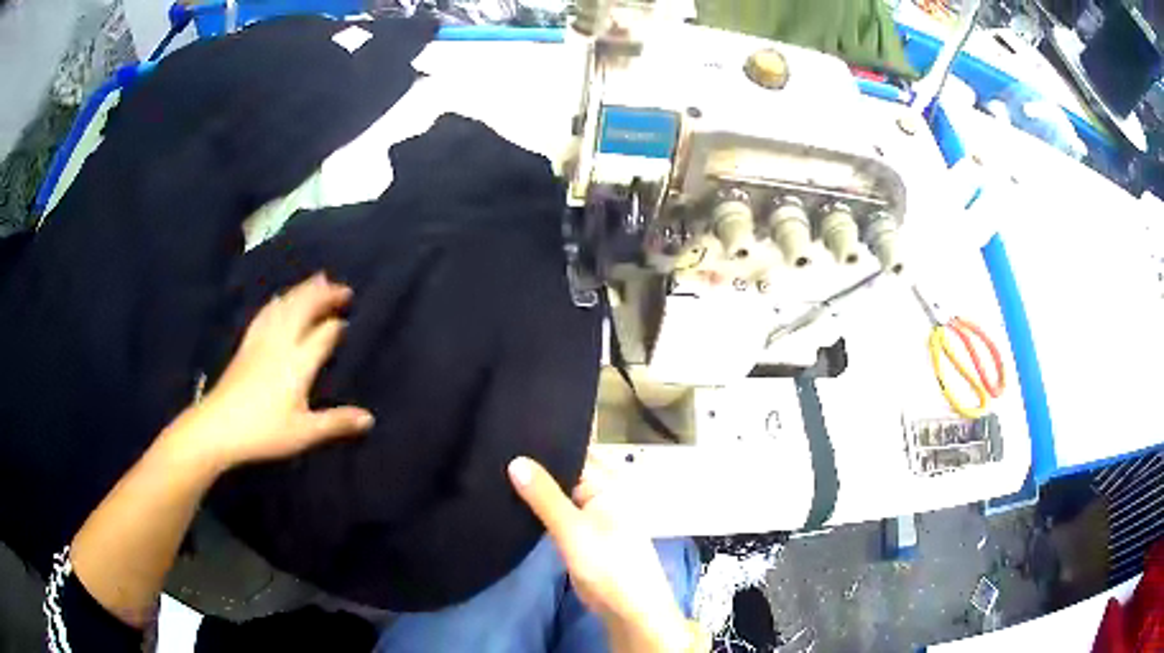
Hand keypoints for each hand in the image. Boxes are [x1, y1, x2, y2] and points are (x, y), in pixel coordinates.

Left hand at [173, 272, 373, 468]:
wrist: (218, 427)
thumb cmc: (264, 431)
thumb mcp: (304, 433)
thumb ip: (337, 423)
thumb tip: (369, 418)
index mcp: (298, 363)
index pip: (324, 334)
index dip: (337, 326)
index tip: (350, 321)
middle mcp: (281, 343)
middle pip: (305, 308)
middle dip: (325, 295)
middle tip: (344, 288)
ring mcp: (261, 340)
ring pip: (285, 305)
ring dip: (304, 290)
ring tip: (318, 279)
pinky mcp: (247, 344)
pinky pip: (266, 312)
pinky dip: (279, 300)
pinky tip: (280, 299)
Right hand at [508, 455, 699, 651]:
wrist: (628, 608)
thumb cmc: (608, 563)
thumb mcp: (572, 528)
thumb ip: (543, 495)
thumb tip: (515, 459)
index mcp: (608, 483)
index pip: (572, 452)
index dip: (543, 444)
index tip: (506, 433)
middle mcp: (601, 493)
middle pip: (564, 473)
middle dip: (535, 466)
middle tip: (493, 451)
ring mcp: (591, 515)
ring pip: (558, 494)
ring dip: (535, 490)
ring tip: (494, 471)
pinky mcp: (582, 535)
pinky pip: (558, 514)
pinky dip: (539, 509)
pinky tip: (512, 502)